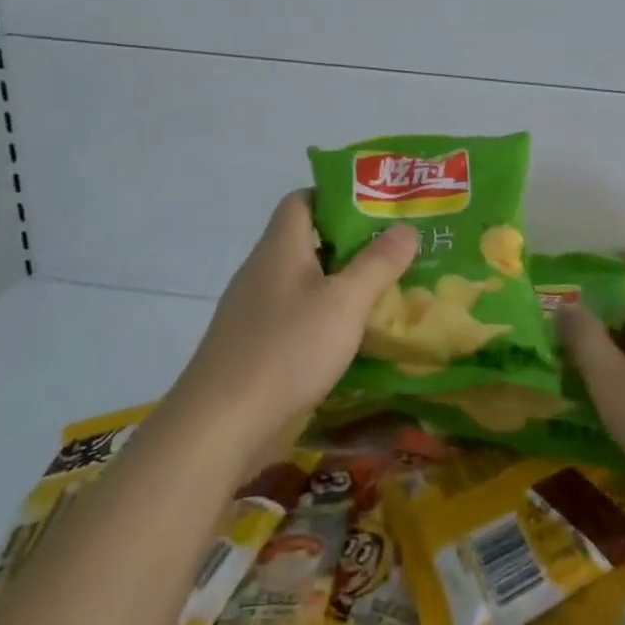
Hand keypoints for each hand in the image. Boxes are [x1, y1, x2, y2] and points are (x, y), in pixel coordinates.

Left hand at [170, 191, 417, 465]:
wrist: (219, 427)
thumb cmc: (287, 350)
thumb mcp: (345, 302)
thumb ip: (378, 263)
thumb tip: (405, 227)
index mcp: (280, 247)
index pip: (303, 199)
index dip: (338, 197)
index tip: (378, 210)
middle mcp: (262, 270)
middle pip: (308, 241)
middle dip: (352, 244)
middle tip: (397, 251)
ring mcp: (254, 310)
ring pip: (304, 282)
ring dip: (341, 284)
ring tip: (386, 292)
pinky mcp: (253, 346)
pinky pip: (295, 317)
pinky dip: (324, 318)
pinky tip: (352, 338)